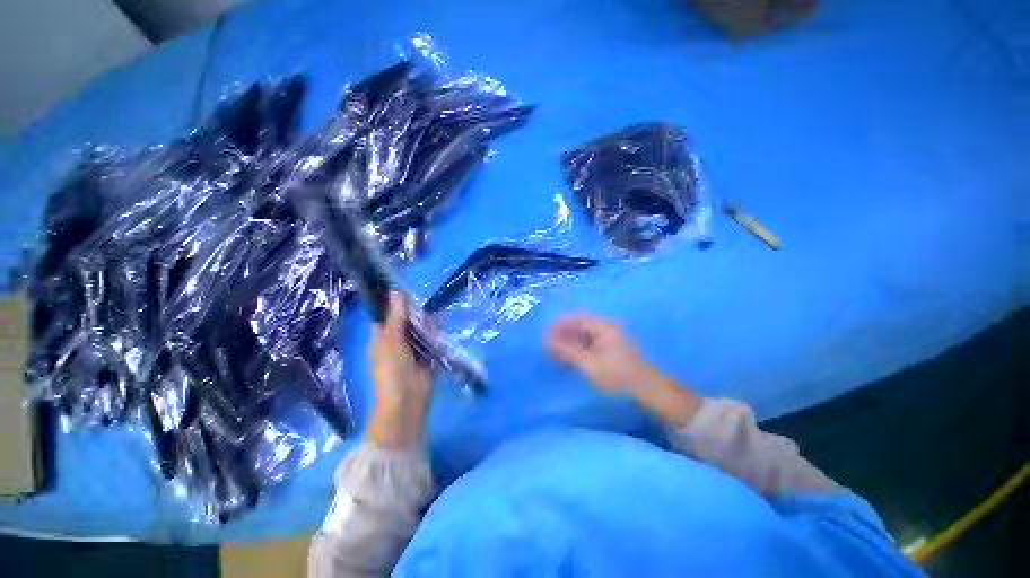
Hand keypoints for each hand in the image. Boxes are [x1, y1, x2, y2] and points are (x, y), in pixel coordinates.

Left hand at [367, 291, 433, 448]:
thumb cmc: (392, 369)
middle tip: (423, 305)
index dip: (394, 302)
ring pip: (421, 329)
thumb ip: (396, 316)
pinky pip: (433, 340)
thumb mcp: (391, 339)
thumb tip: (397, 290)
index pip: (386, 315)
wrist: (407, 400)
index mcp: (382, 337)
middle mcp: (397, 341)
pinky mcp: (428, 356)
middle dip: (415, 313)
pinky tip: (441, 328)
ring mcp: (414, 349)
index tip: (406, 289)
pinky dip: (436, 334)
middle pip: (407, 321)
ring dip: (427, 324)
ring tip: (433, 318)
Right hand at [545, 313, 702, 426]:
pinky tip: (569, 359)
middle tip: (547, 346)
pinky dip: (577, 350)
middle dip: (562, 335)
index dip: (559, 326)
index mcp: (602, 327)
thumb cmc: (617, 375)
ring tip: (555, 354)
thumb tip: (547, 340)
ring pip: (582, 336)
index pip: (575, 319)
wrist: (646, 390)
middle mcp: (605, 328)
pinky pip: (588, 344)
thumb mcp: (588, 364)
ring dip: (568, 343)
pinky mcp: (609, 349)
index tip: (545, 335)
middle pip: (578, 327)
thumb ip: (567, 351)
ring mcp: (608, 339)